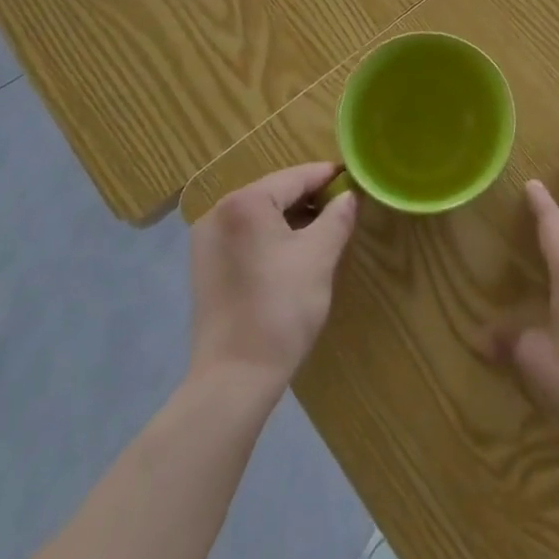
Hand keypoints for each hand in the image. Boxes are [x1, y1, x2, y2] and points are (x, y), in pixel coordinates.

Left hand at [189, 162, 357, 392]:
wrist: (233, 381)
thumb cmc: (280, 310)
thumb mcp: (320, 257)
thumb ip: (338, 217)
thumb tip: (349, 196)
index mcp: (245, 202)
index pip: (296, 177)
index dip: (328, 177)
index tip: (353, 179)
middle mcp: (218, 212)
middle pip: (275, 193)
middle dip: (309, 199)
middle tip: (342, 208)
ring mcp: (207, 240)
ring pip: (259, 215)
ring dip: (291, 219)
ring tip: (323, 231)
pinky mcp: (205, 266)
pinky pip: (245, 235)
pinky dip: (270, 237)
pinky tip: (292, 253)